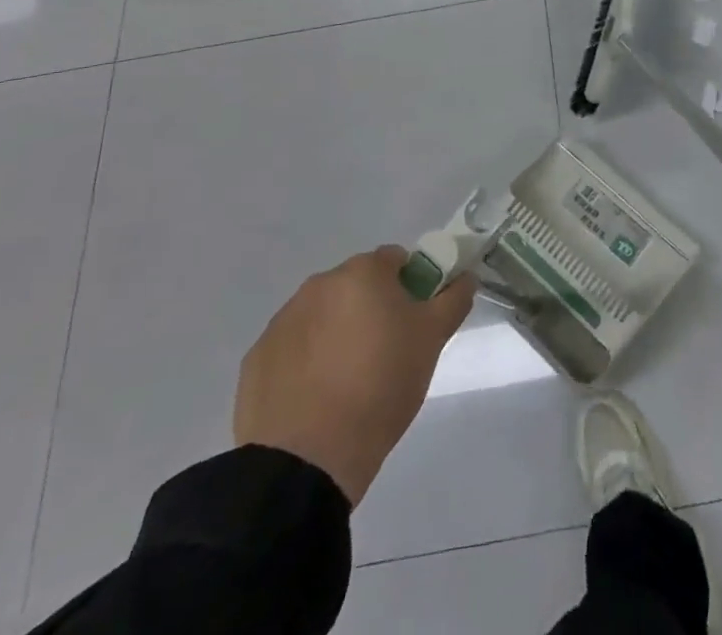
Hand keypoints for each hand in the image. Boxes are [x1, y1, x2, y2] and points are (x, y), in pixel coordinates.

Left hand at [234, 247, 473, 504]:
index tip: (415, 321)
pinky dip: (307, 362)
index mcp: (362, 272)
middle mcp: (319, 284)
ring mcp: (283, 320)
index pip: (396, 260)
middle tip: (387, 353)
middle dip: (372, 309)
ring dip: (338, 333)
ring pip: (324, 315)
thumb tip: (464, 277)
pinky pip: (294, 347)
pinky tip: (317, 398)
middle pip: (357, 286)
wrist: (305, 461)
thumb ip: (453, 300)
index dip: (411, 285)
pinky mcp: (257, 358)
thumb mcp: (432, 341)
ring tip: (349, 382)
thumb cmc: (380, 387)